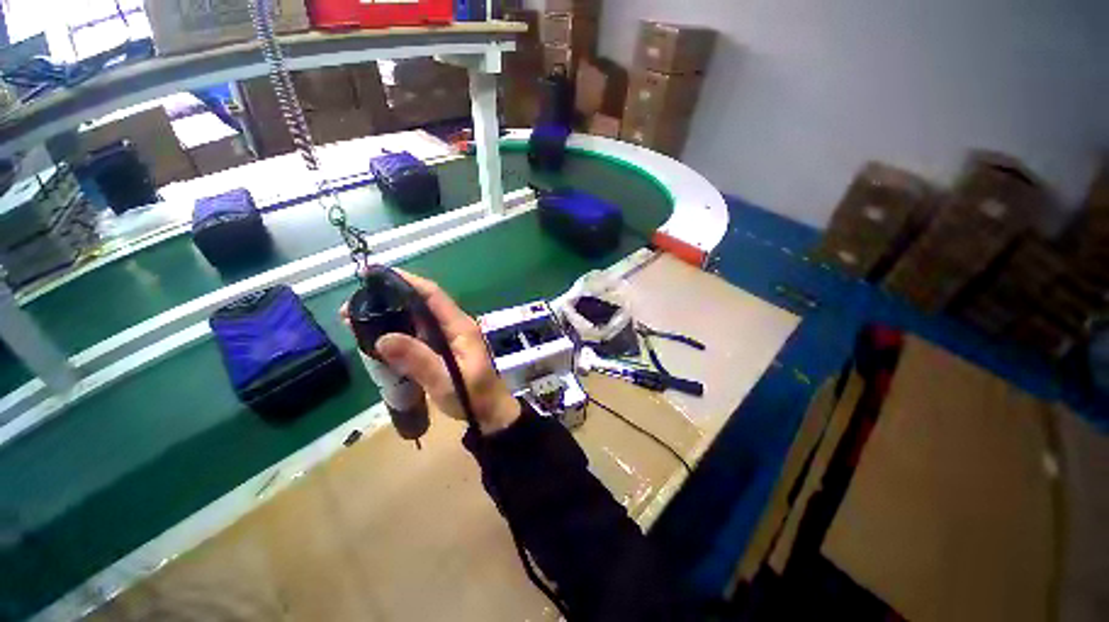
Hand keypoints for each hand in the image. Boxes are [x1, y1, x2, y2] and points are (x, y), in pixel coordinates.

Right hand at [340, 269, 520, 435]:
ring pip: (417, 319)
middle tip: (353, 307)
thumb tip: (382, 337)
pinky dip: (397, 332)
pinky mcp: (443, 349)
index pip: (432, 295)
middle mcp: (455, 326)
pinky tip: (377, 338)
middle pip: (421, 304)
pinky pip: (418, 334)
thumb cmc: (473, 396)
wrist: (490, 413)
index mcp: (460, 327)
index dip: (406, 281)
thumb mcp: (445, 380)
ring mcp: (449, 337)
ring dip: (389, 316)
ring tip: (356, 321)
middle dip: (389, 299)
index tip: (375, 275)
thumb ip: (418, 360)